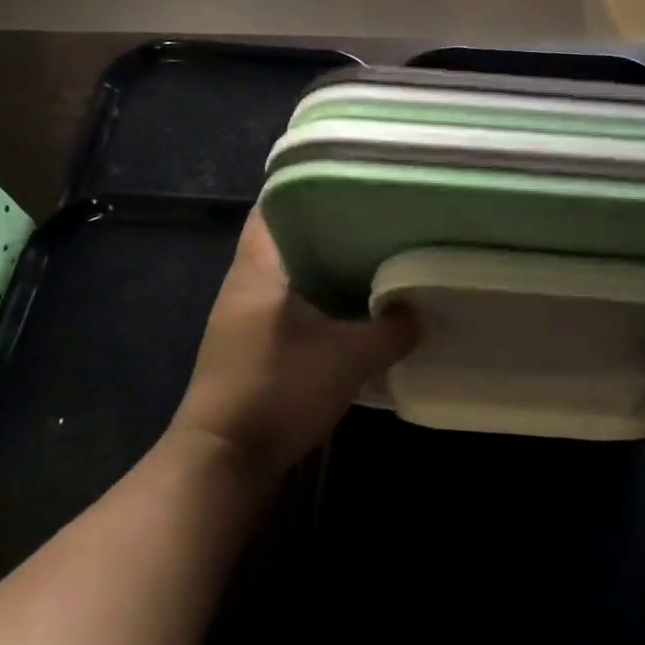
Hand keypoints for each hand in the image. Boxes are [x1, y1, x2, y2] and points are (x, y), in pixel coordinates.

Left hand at [169, 209, 416, 478]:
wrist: (224, 461)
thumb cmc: (279, 390)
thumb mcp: (349, 358)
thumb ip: (392, 330)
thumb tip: (420, 312)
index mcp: (257, 268)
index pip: (272, 205)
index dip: (307, 187)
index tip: (351, 182)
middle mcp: (244, 284)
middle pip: (286, 238)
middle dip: (328, 228)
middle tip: (376, 219)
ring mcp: (243, 317)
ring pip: (290, 275)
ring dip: (325, 268)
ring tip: (373, 258)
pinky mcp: (251, 346)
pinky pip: (290, 306)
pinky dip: (318, 301)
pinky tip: (353, 310)